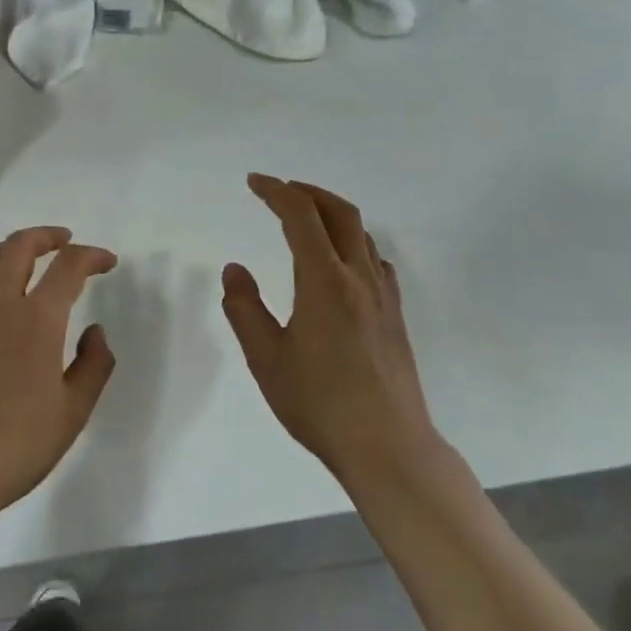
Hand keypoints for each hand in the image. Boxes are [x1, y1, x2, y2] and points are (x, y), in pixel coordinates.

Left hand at [0, 227, 117, 532]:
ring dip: (7, 248)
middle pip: (20, 246)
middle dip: (47, 236)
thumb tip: (94, 329)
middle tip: (65, 242)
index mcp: (37, 320)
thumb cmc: (15, 448)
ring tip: (23, 255)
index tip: (107, 262)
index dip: (92, 256)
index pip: (69, 267)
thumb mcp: (73, 412)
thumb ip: (94, 364)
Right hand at [223, 175, 442, 485]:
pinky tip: (342, 264)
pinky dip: (353, 242)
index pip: (300, 215)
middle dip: (307, 191)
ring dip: (332, 213)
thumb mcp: (267, 360)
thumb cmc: (321, 404)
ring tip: (306, 220)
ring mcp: (383, 295)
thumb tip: (234, 269)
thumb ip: (245, 309)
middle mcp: (358, 276)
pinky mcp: (395, 315)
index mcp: (324, 280)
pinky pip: (375, 260)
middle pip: (339, 211)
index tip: (254, 183)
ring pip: (361, 233)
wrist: (389, 447)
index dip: (275, 191)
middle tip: (280, 190)